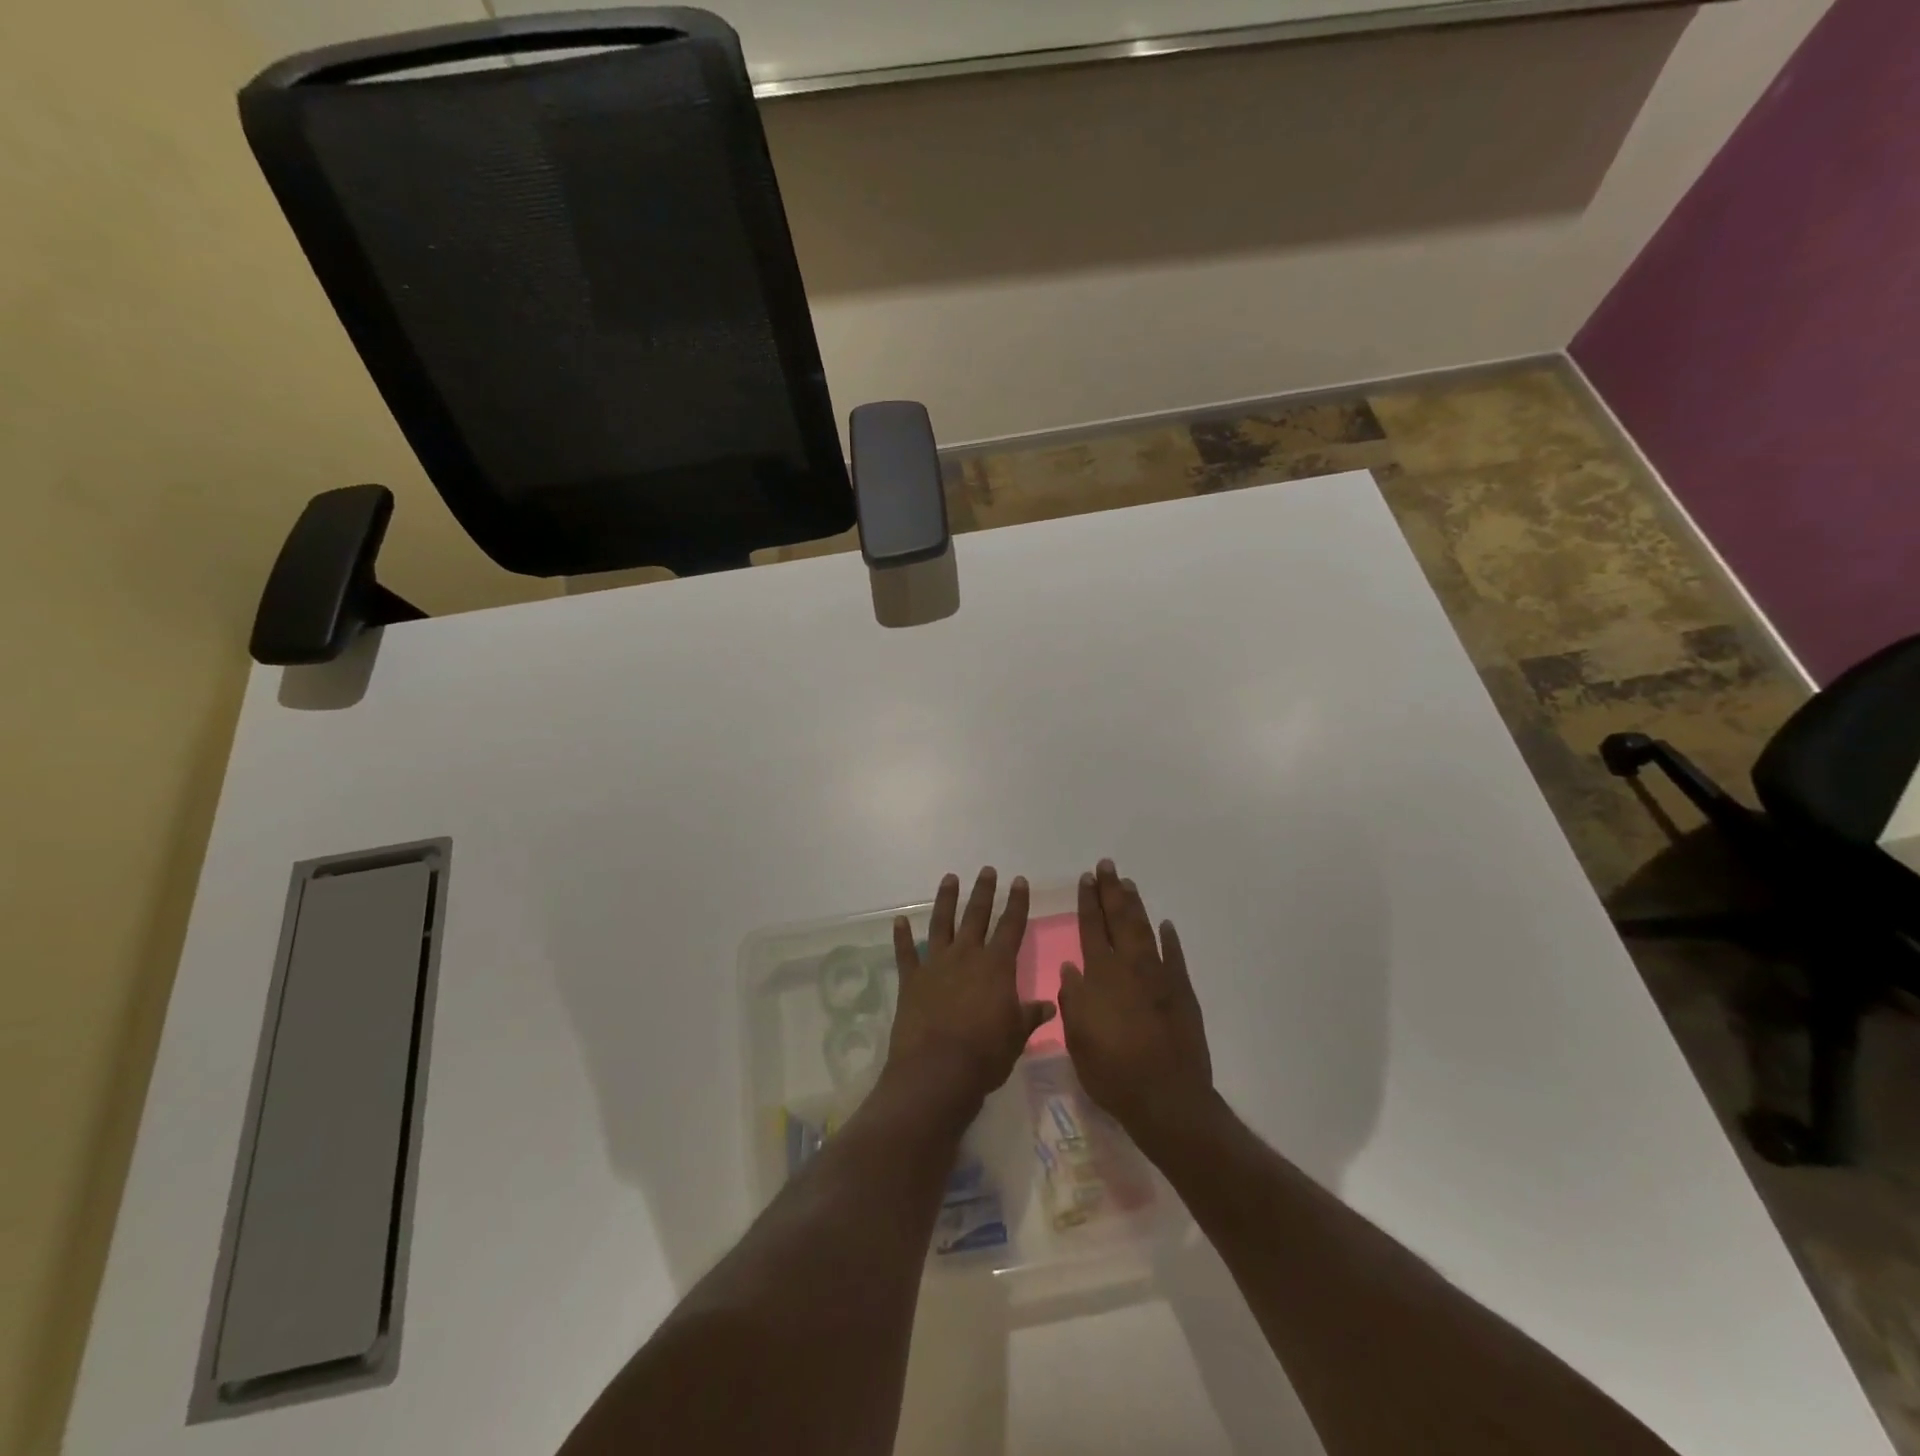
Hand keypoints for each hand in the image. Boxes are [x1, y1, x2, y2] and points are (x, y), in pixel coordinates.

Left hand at [886, 868, 1055, 1117]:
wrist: (938, 1070)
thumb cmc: (986, 1054)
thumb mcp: (1017, 1036)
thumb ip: (1030, 1015)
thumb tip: (1050, 1005)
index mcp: (996, 966)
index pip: (1011, 926)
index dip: (1017, 903)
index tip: (1019, 881)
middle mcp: (966, 956)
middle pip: (977, 916)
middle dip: (984, 892)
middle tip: (987, 870)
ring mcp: (936, 965)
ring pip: (941, 924)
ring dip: (946, 900)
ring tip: (949, 878)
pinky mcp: (911, 980)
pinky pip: (906, 953)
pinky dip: (902, 937)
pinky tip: (899, 922)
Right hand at [1058, 860, 1213, 1149]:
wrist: (1166, 1098)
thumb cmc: (1112, 1072)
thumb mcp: (1077, 1039)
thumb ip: (1073, 999)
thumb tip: (1071, 967)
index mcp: (1100, 976)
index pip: (1091, 928)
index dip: (1087, 902)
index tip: (1086, 879)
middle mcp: (1129, 967)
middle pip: (1119, 919)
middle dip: (1110, 891)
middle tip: (1107, 865)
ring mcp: (1159, 977)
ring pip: (1145, 930)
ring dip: (1135, 905)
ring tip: (1128, 883)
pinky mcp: (1182, 992)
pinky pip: (1174, 956)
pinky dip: (1169, 938)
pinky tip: (1165, 924)